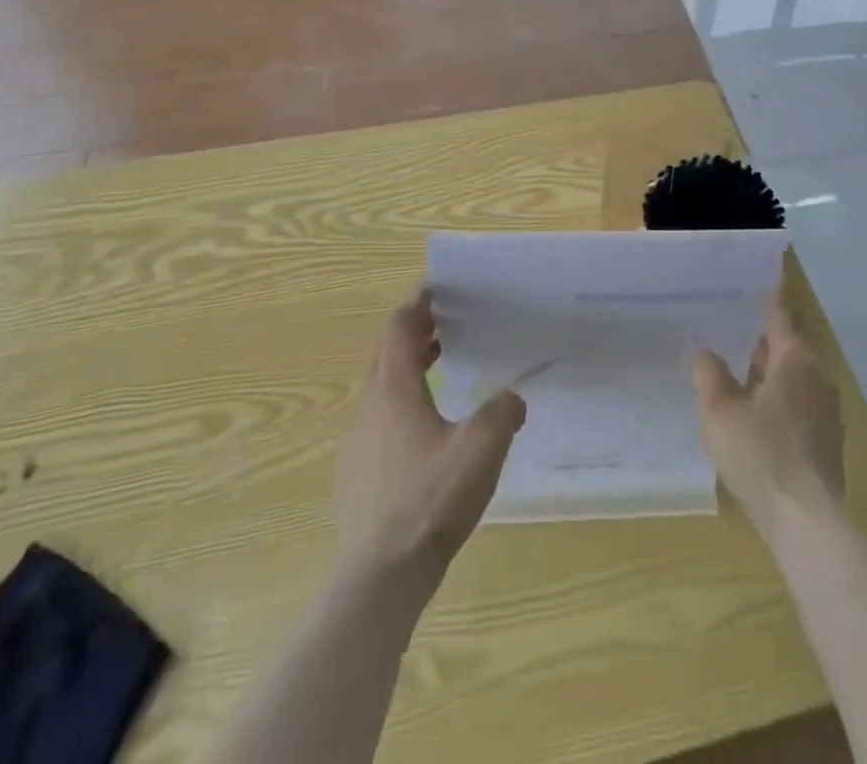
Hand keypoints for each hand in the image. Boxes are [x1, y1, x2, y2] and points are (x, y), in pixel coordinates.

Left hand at [333, 290, 525, 574]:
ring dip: (406, 368)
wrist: (379, 577)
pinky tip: (424, 431)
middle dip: (413, 333)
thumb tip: (512, 398)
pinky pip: (377, 421)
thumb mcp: (481, 449)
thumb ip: (502, 412)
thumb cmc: (430, 500)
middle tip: (444, 324)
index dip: (417, 305)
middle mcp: (368, 408)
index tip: (436, 289)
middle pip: (385, 354)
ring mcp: (356, 444)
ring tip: (438, 368)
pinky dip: (399, 404)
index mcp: (394, 390)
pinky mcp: (354, 475)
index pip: (399, 329)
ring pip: (380, 388)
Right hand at [693, 289, 844, 538]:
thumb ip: (709, 374)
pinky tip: (757, 416)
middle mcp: (817, 378)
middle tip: (737, 328)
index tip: (766, 280)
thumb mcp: (719, 410)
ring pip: (796, 379)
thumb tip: (707, 353)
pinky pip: (800, 405)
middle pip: (790, 348)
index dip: (771, 298)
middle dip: (766, 340)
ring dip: (771, 373)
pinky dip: (780, 400)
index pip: (781, 316)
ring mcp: (827, 412)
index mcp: (795, 360)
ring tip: (741, 372)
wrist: (806, 522)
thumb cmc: (760, 453)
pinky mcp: (827, 443)